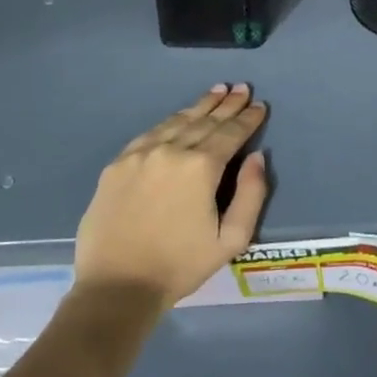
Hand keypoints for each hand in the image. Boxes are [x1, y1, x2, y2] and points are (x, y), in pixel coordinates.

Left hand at [72, 84, 269, 314]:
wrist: (116, 287)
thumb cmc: (180, 266)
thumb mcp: (231, 239)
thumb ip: (251, 194)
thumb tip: (257, 157)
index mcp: (202, 167)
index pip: (231, 133)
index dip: (248, 118)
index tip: (260, 105)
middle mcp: (171, 150)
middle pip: (206, 121)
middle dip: (227, 105)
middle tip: (241, 88)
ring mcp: (140, 154)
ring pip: (177, 121)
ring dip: (200, 105)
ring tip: (216, 91)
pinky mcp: (117, 165)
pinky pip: (149, 133)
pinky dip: (170, 121)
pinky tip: (179, 116)